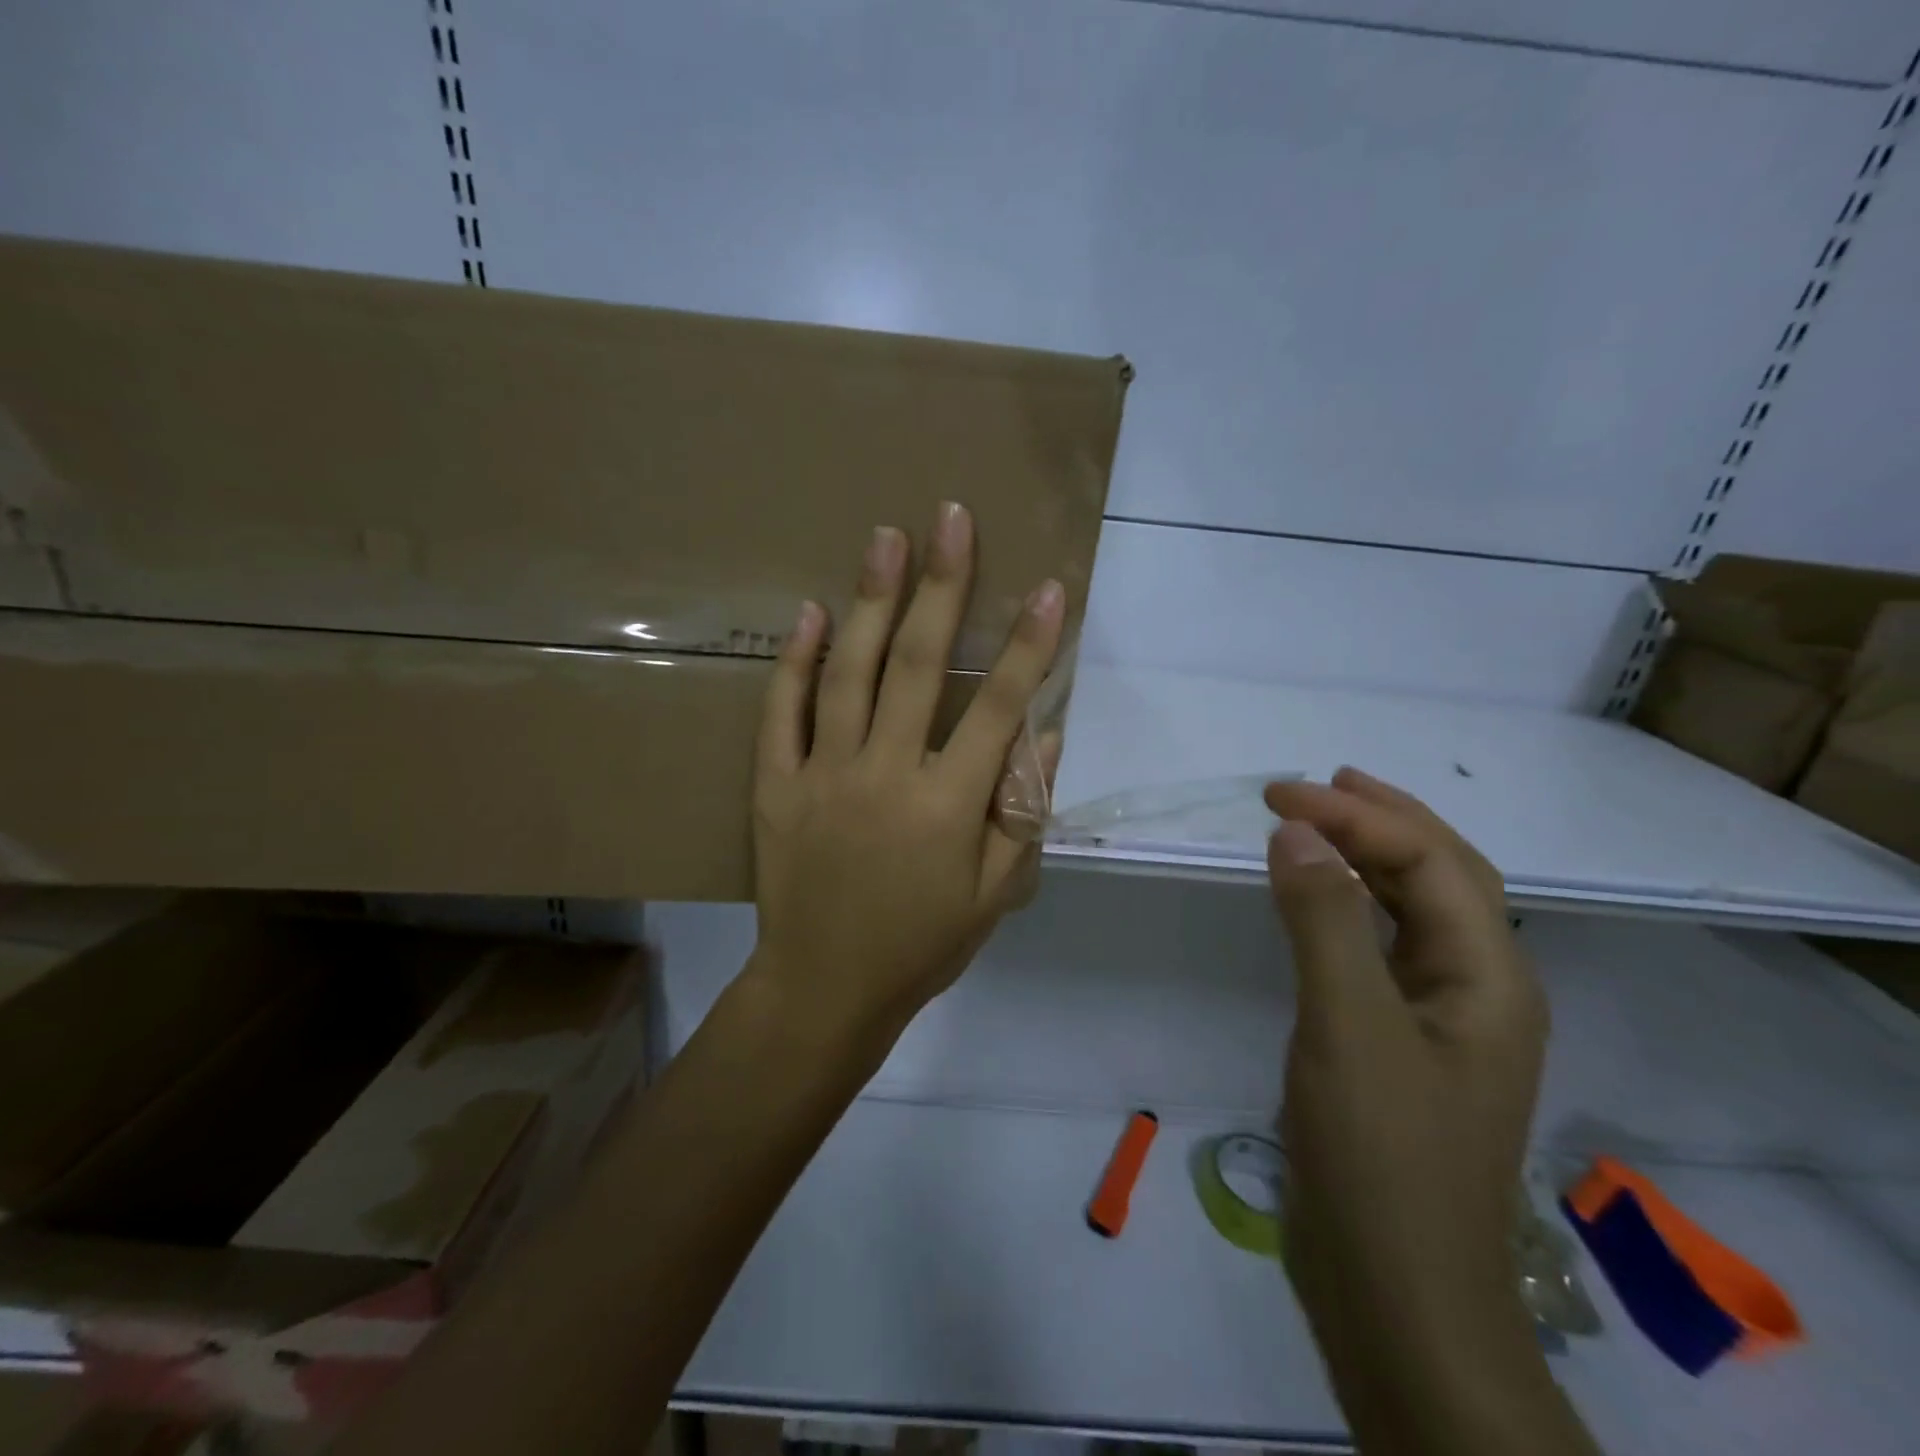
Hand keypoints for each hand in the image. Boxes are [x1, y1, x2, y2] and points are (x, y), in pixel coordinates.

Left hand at [748, 502, 1065, 1046]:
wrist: (824, 989)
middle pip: (917, 666)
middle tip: (950, 519)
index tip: (1050, 587)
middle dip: (942, 588)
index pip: (999, 710)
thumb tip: (1049, 735)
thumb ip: (1023, 814)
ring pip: (846, 673)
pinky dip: (793, 661)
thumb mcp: (995, 894)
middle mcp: (885, 775)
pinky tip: (807, 612)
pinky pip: (781, 713)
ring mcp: (822, 775)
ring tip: (884, 539)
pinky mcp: (775, 785)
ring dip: (869, 601)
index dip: (1030, 646)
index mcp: (948, 806)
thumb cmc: (921, 945)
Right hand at [1264, 769, 1551, 1438]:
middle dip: (1381, 819)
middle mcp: (1480, 988)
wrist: (1395, 1291)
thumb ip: (1325, 921)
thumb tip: (1297, 830)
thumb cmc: (1380, 1154)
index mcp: (1490, 978)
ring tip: (1322, 822)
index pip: (1430, 862)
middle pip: (1443, 875)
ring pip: (1416, 911)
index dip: (1357, 816)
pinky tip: (1324, 900)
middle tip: (1313, 784)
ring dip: (1372, 856)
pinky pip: (1385, 948)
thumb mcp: (1348, 1026)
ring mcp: (1442, 1019)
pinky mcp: (1401, 1043)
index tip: (1277, 796)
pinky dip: (1353, 906)